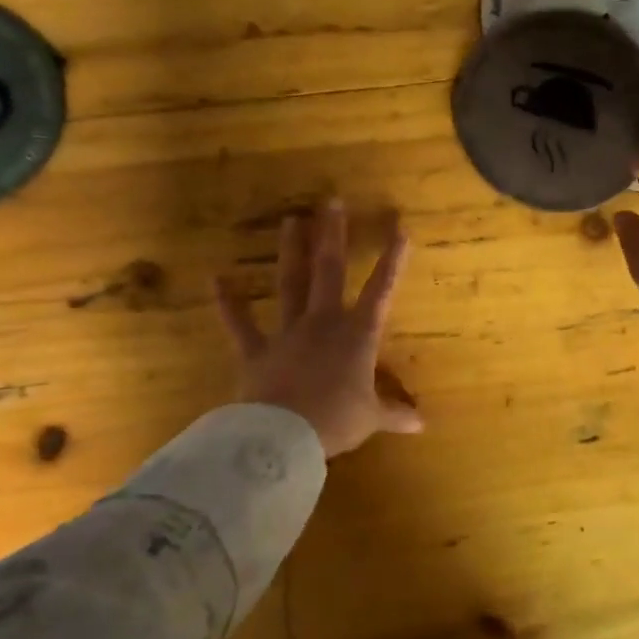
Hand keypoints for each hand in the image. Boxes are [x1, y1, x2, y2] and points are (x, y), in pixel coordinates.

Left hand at [214, 201, 423, 457]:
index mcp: (357, 336)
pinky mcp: (257, 350)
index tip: (400, 228)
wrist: (286, 435)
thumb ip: (395, 415)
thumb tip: (422, 425)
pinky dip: (228, 303)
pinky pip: (240, 324)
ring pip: (291, 284)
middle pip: (329, 272)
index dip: (393, 260)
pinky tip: (216, 278)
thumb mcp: (372, 419)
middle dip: (333, 236)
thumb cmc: (337, 420)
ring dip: (292, 252)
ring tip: (291, 221)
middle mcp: (323, 323)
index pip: (381, 291)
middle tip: (331, 202)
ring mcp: (288, 333)